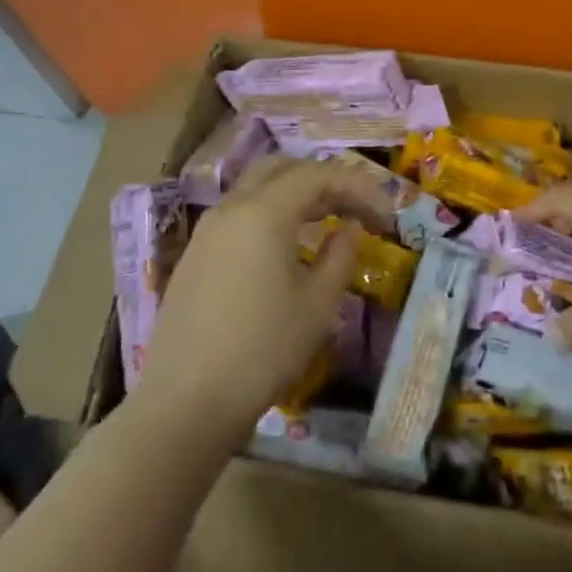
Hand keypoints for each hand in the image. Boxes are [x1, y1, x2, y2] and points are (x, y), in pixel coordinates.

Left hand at [133, 156, 394, 436]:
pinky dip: (272, 213)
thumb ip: (340, 256)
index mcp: (263, 213)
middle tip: (357, 206)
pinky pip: (240, 214)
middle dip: (324, 179)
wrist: (185, 402)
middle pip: (283, 170)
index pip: (317, 176)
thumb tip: (347, 228)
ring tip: (329, 220)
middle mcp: (231, 208)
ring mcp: (207, 231)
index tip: (386, 212)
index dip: (357, 186)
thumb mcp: (317, 305)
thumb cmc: (263, 350)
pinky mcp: (195, 255)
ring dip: (296, 195)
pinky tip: (288, 245)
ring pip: (257, 189)